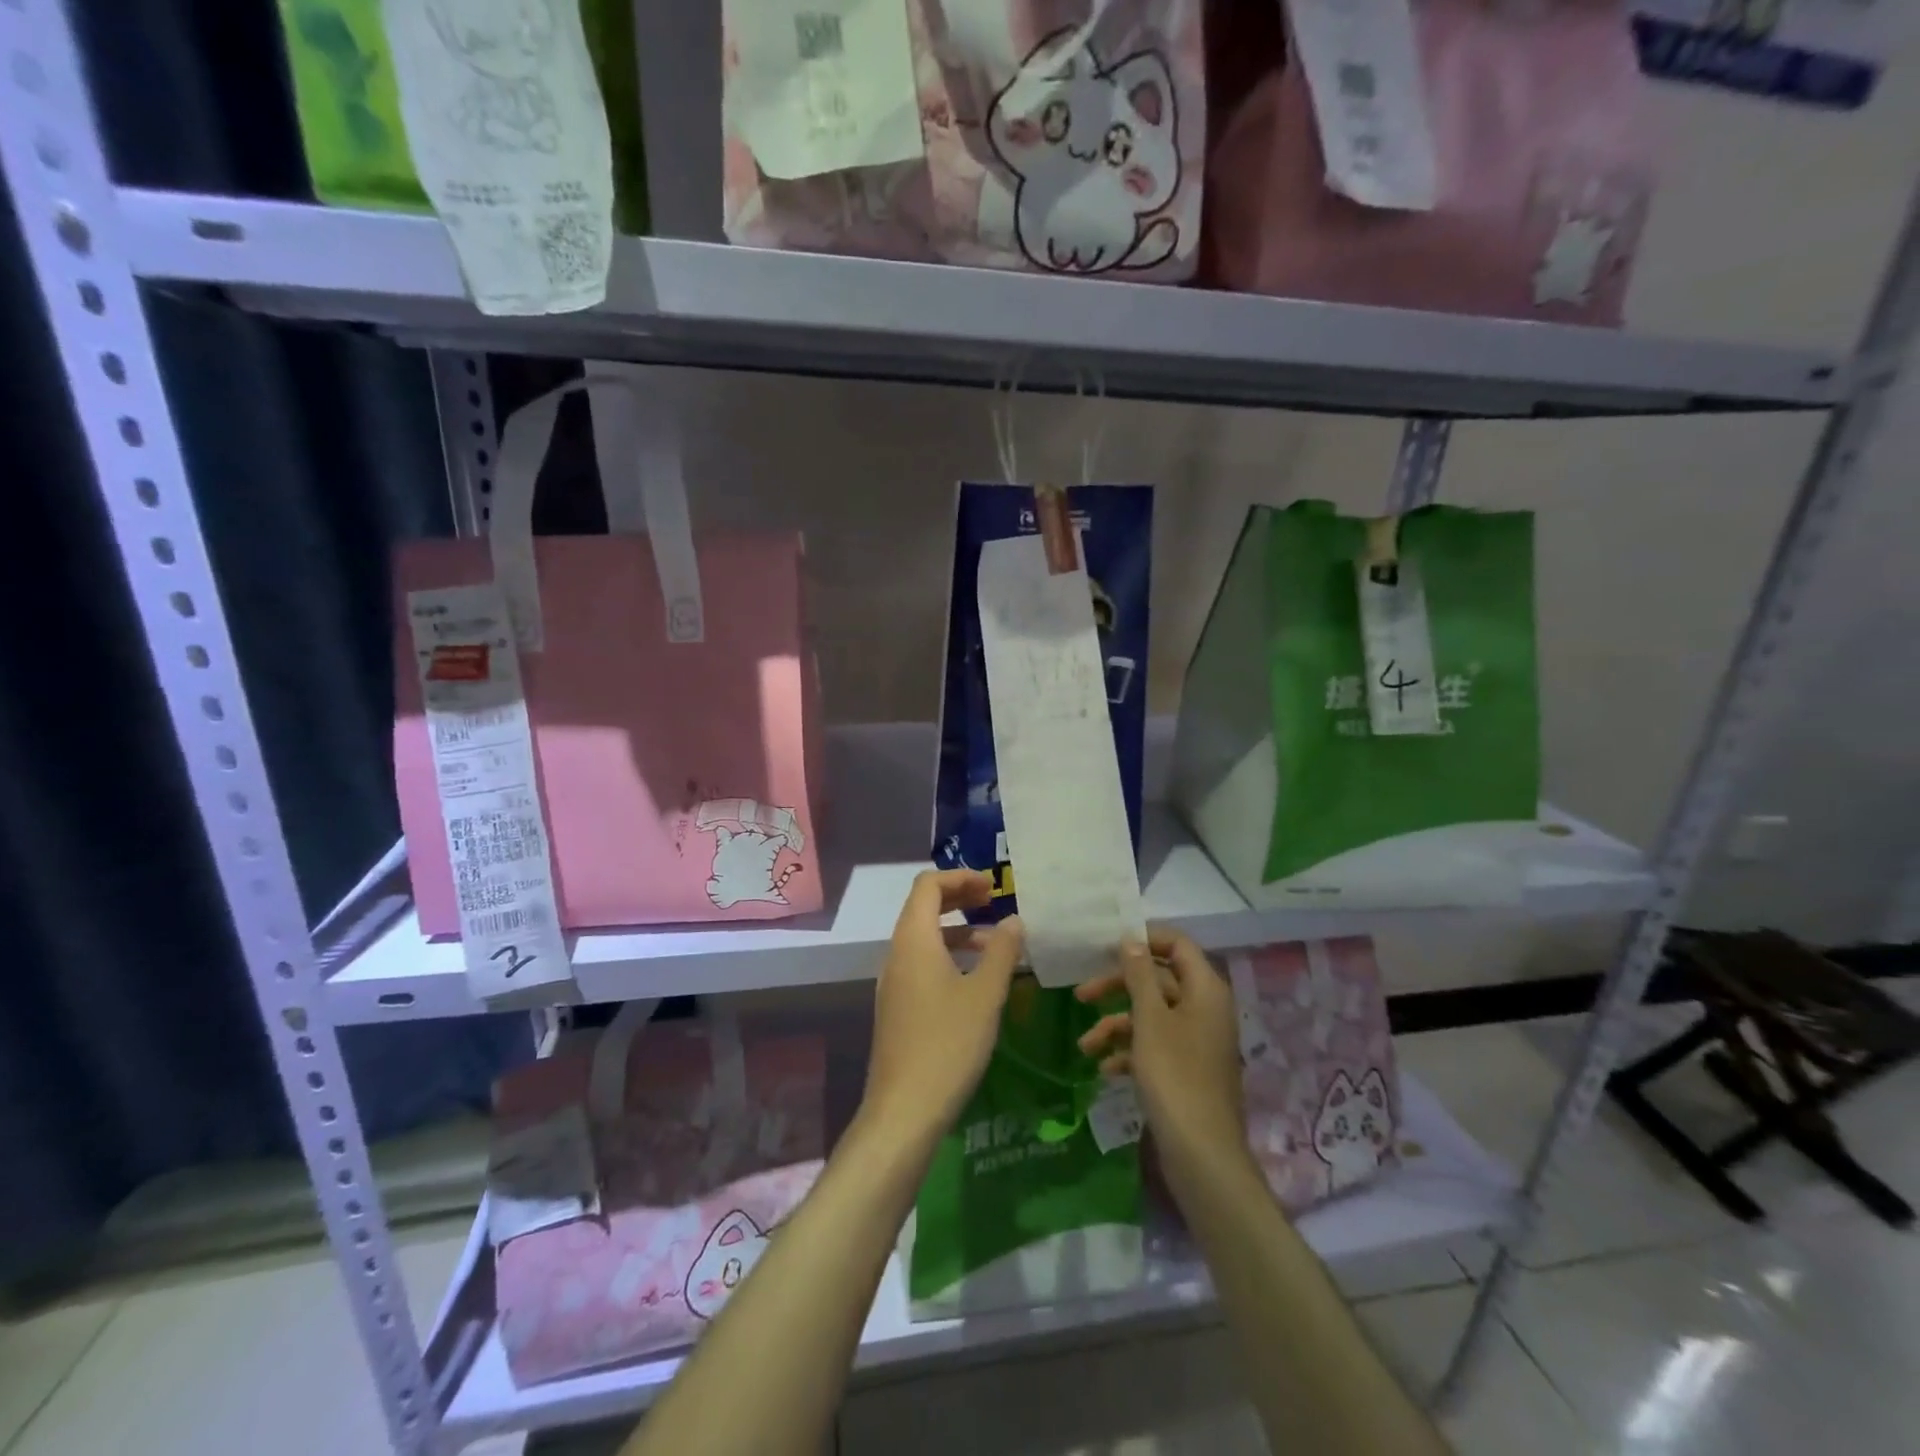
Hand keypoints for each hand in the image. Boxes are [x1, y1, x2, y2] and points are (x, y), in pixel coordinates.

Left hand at [861, 870, 1023, 1146]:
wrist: (903, 1110)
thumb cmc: (948, 1044)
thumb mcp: (985, 995)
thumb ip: (1002, 952)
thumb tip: (1014, 921)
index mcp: (913, 940)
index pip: (928, 885)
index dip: (960, 877)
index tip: (993, 886)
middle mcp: (897, 953)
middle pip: (923, 907)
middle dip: (959, 899)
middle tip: (994, 903)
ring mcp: (894, 982)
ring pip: (924, 938)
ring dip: (957, 931)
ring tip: (995, 945)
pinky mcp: (897, 1007)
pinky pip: (921, 964)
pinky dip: (948, 956)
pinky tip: (975, 982)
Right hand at [1075, 927, 1248, 1180]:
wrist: (1202, 1153)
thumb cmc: (1174, 1075)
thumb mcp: (1150, 1019)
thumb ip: (1139, 975)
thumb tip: (1131, 939)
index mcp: (1205, 989)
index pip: (1177, 944)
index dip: (1144, 940)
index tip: (1107, 946)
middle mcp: (1205, 1008)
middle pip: (1158, 980)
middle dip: (1118, 987)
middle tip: (1081, 995)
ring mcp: (1197, 1040)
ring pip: (1152, 1015)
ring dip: (1116, 1026)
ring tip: (1085, 1047)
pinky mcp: (1187, 1069)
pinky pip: (1155, 1046)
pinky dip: (1130, 1052)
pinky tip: (1105, 1070)